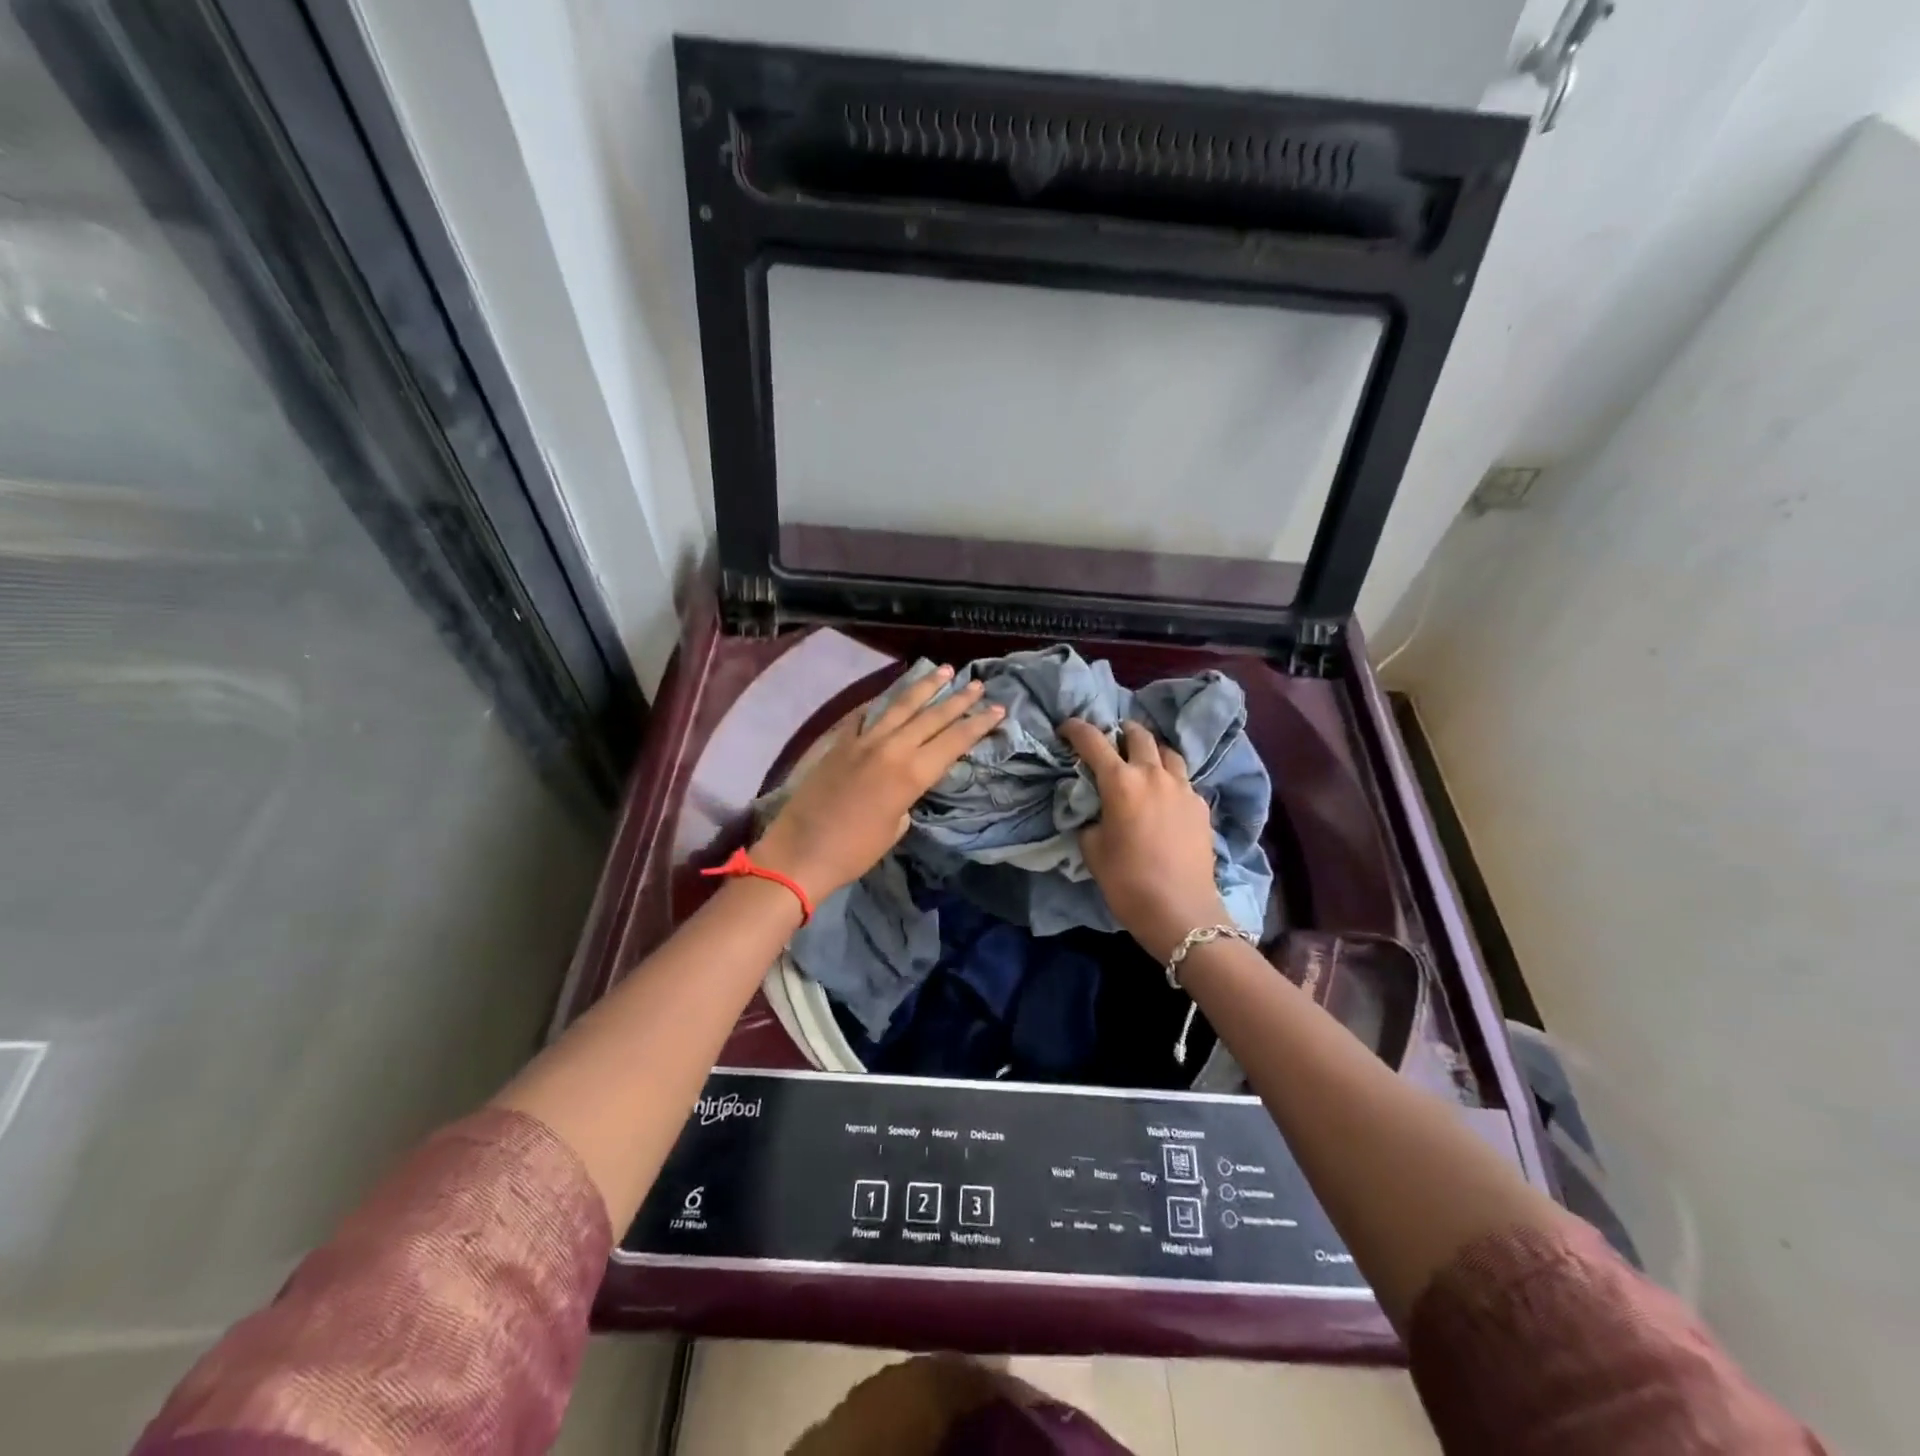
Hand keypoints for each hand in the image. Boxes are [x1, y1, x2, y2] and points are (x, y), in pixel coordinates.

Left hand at [755, 666, 1002, 903]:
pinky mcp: (839, 743)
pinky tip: (891, 693)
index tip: (998, 709)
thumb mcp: (895, 829)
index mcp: (911, 774)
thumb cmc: (854, 852)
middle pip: (932, 717)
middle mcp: (891, 748)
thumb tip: (905, 787)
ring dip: (924, 688)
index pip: (953, 741)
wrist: (800, 852)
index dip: (978, 724)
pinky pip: (866, 715)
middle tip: (978, 684)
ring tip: (943, 671)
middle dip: (958, 700)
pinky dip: (882, 702)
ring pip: (900, 706)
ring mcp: (862, 741)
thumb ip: (907, 799)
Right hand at [1061, 718, 1227, 962]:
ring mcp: (1183, 788)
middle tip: (1111, 740)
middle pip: (1138, 735)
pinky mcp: (1201, 806)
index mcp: (1120, 781)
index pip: (1093, 741)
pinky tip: (1164, 795)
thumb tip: (1095, 810)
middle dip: (1121, 731)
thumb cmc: (1127, 881)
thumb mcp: (1092, 849)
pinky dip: (1170, 777)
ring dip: (1151, 750)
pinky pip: (1183, 779)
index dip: (1076, 729)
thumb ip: (1089, 819)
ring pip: (1168, 752)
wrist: (1180, 911)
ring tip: (1143, 760)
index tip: (1066, 728)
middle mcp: (1153, 774)